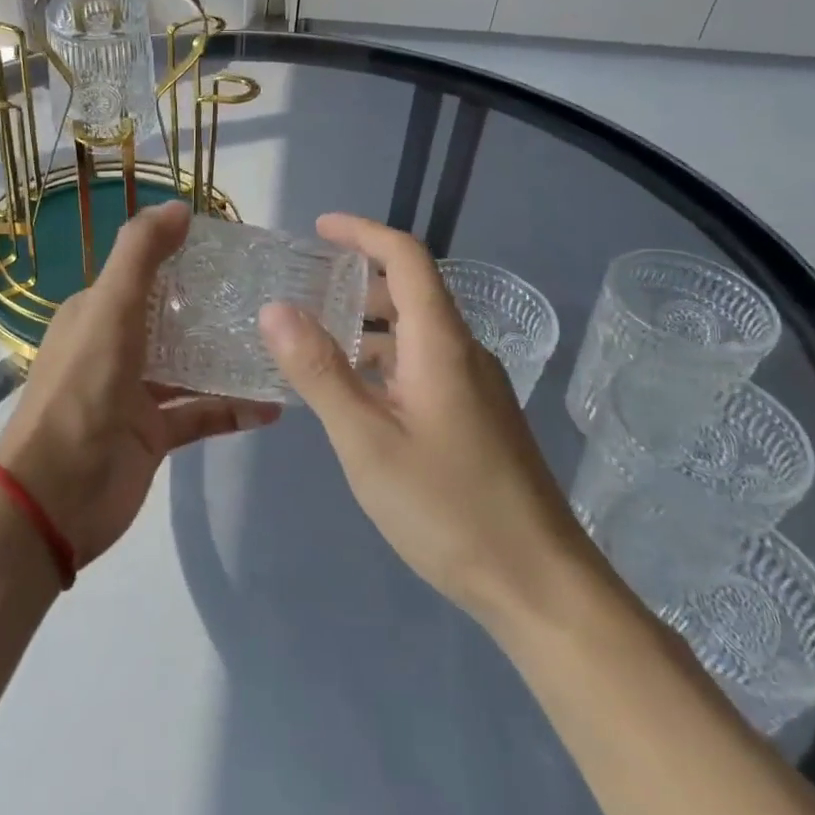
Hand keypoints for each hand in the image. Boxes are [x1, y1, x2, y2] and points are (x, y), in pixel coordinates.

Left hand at [0, 200, 278, 568]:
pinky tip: (272, 404)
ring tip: (278, 344)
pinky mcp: (152, 437)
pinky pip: (199, 414)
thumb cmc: (83, 388)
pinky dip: (231, 409)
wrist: (57, 491)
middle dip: (212, 309)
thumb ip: (140, 254)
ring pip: (189, 368)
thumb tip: (179, 207)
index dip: (181, 258)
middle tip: (269, 296)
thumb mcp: (109, 307)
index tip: (234, 252)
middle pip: (170, 320)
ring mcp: (134, 395)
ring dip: (226, 358)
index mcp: (96, 314)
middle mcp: (114, 348)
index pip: (143, 274)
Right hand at [257, 214, 593, 629]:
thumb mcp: (366, 440)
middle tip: (304, 287)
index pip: (406, 258)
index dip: (362, 232)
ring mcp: (476, 388)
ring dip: (368, 325)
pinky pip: (424, 367)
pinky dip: (384, 361)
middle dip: (358, 279)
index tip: (318, 228)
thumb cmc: (448, 508)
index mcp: (441, 344)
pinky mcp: (478, 420)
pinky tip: (355, 395)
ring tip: (314, 340)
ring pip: (417, 334)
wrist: (540, 586)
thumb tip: (275, 308)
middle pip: (412, 292)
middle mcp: (464, 354)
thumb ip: (319, 371)